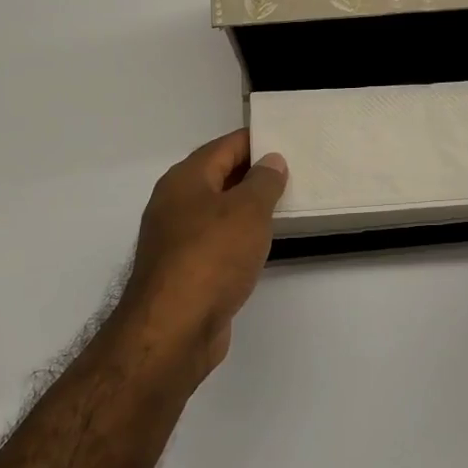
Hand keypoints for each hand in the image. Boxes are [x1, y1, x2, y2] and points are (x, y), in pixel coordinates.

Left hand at [119, 129, 286, 381]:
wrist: (175, 328)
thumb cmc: (212, 257)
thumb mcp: (248, 211)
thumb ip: (263, 182)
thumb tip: (271, 161)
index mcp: (185, 180)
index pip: (223, 147)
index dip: (254, 141)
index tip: (285, 139)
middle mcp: (174, 203)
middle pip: (218, 176)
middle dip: (253, 173)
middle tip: (293, 171)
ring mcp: (176, 239)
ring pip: (217, 210)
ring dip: (246, 207)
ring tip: (284, 204)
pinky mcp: (183, 270)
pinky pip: (216, 240)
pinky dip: (238, 236)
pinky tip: (260, 243)